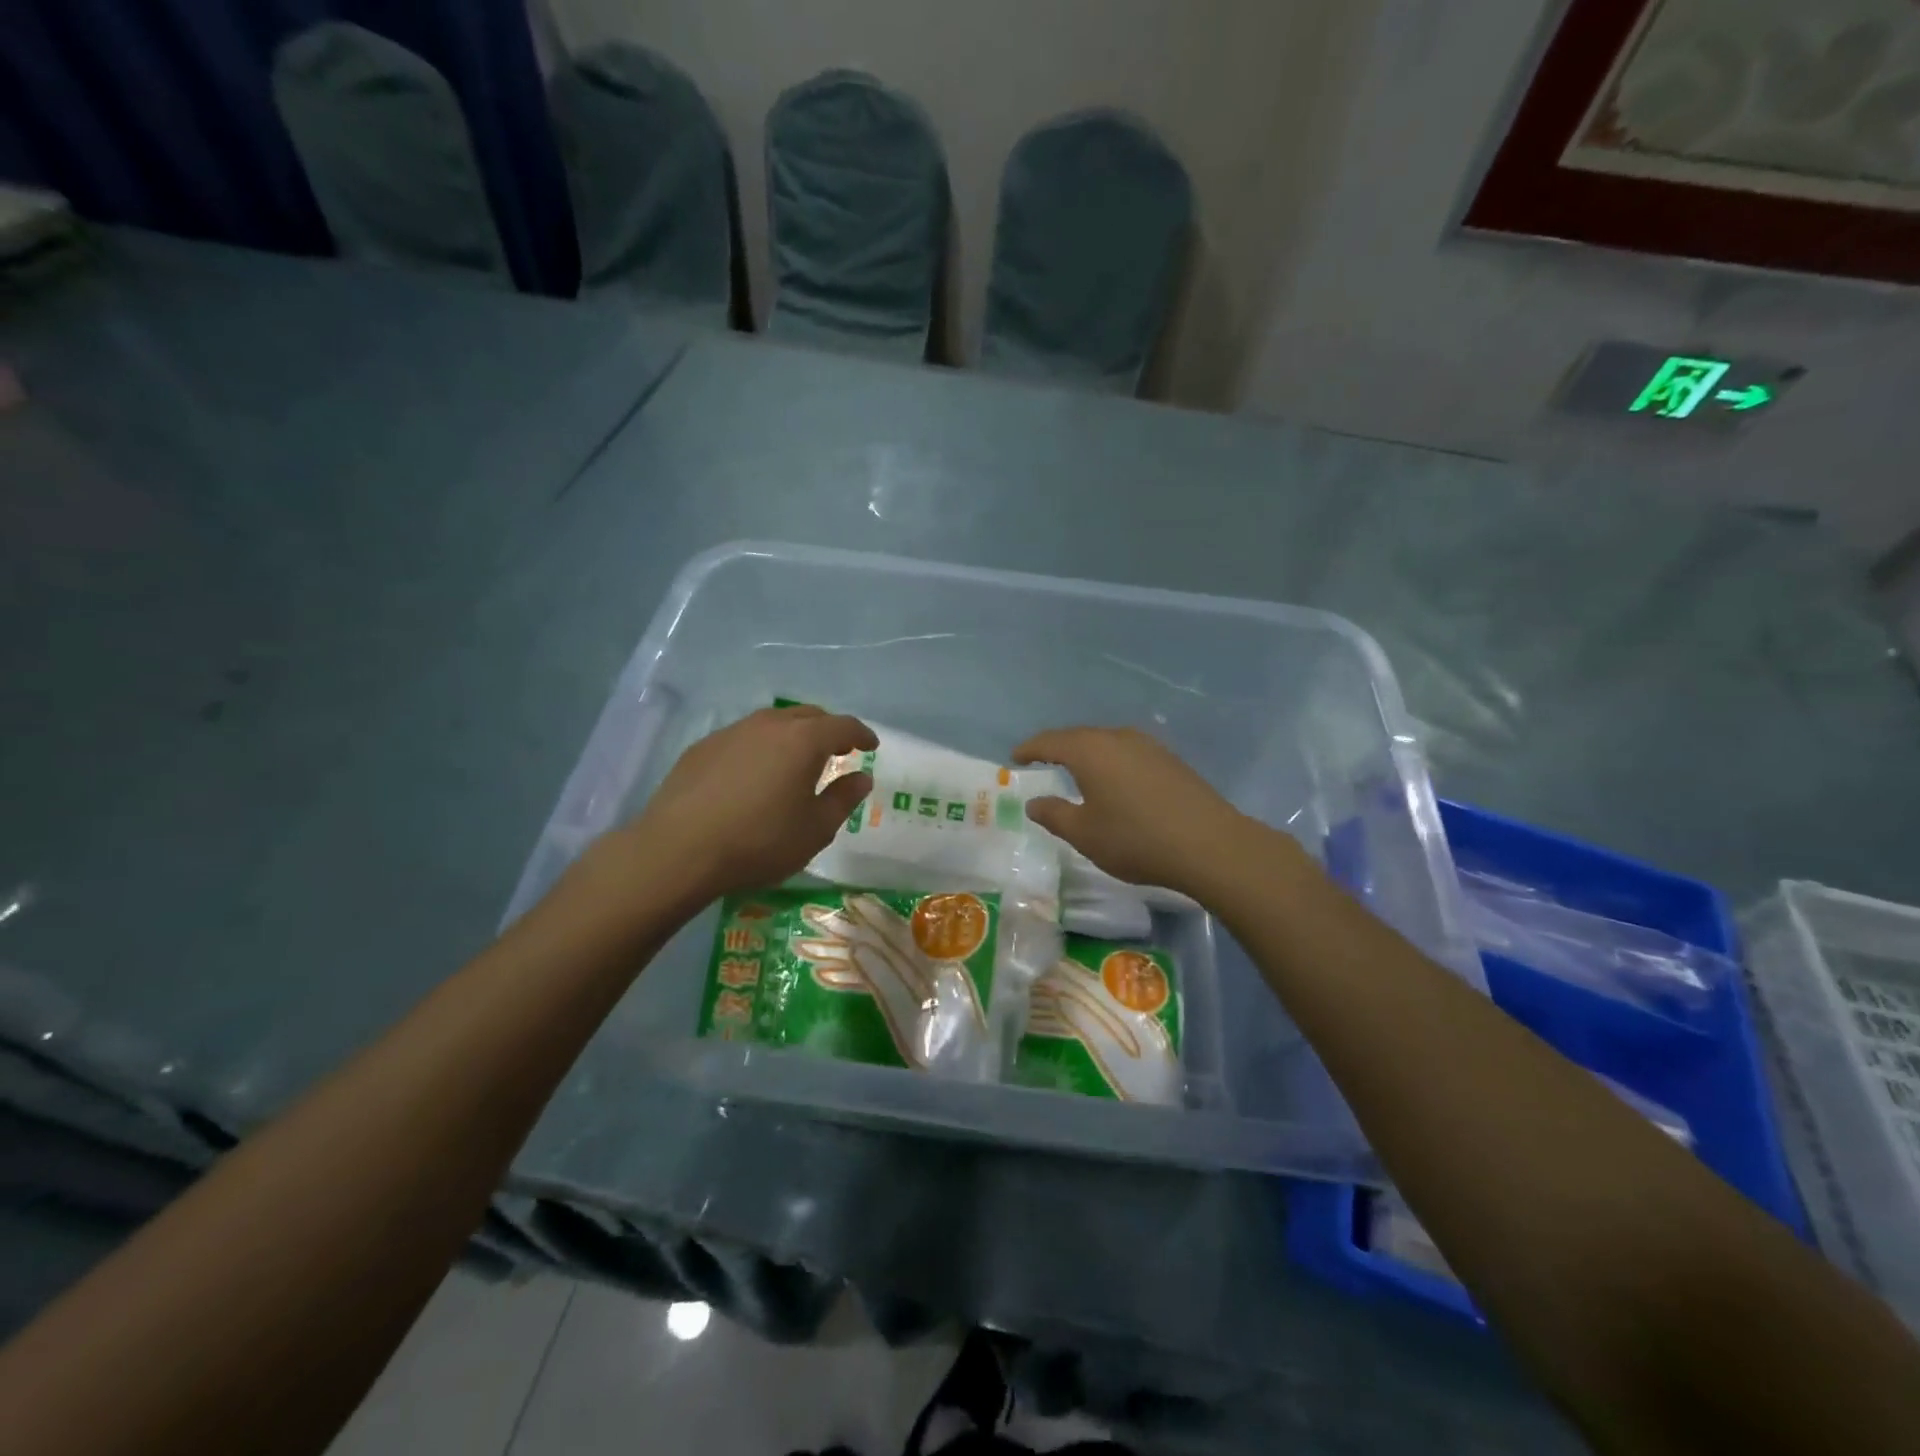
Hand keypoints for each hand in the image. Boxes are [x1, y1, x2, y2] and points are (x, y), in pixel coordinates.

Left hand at [627, 705, 876, 899]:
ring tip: (796, 761)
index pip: (843, 726)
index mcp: (804, 740)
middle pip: (808, 715)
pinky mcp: (703, 747)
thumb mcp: (815, 829)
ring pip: (773, 722)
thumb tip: (861, 777)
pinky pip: (744, 737)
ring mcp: (732, 732)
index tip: (871, 746)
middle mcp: (769, 725)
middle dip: (829, 730)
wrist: (678, 850)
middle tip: (838, 752)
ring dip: (793, 735)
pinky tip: (754, 774)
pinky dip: (761, 747)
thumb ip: (843, 799)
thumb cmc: (760, 842)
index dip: (862, 734)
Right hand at [793, 895, 985, 1072]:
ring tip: (805, 947)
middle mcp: (924, 970)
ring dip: (840, 954)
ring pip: (872, 963)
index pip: (896, 933)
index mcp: (933, 965)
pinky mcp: (906, 1008)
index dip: (872, 916)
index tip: (845, 902)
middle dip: (845, 932)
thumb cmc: (945, 1051)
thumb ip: (887, 982)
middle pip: (879, 944)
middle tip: (810, 918)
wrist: (965, 1082)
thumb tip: (857, 948)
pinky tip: (824, 976)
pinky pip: (874, 985)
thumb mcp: (915, 1016)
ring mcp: (913, 989)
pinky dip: (850, 978)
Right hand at [1012, 727, 1252, 898]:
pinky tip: (1114, 780)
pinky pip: (1128, 752)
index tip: (1015, 756)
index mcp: (1090, 750)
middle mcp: (1118, 738)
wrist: (1209, 844)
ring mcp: (1148, 746)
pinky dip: (1111, 761)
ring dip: (1087, 753)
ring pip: (1106, 742)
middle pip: (1079, 736)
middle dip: (1057, 747)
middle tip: (1041, 760)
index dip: (1030, 748)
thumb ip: (1054, 814)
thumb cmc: (1135, 839)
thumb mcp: (1084, 833)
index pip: (1050, 741)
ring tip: (1075, 770)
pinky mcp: (1170, 760)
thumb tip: (1034, 802)